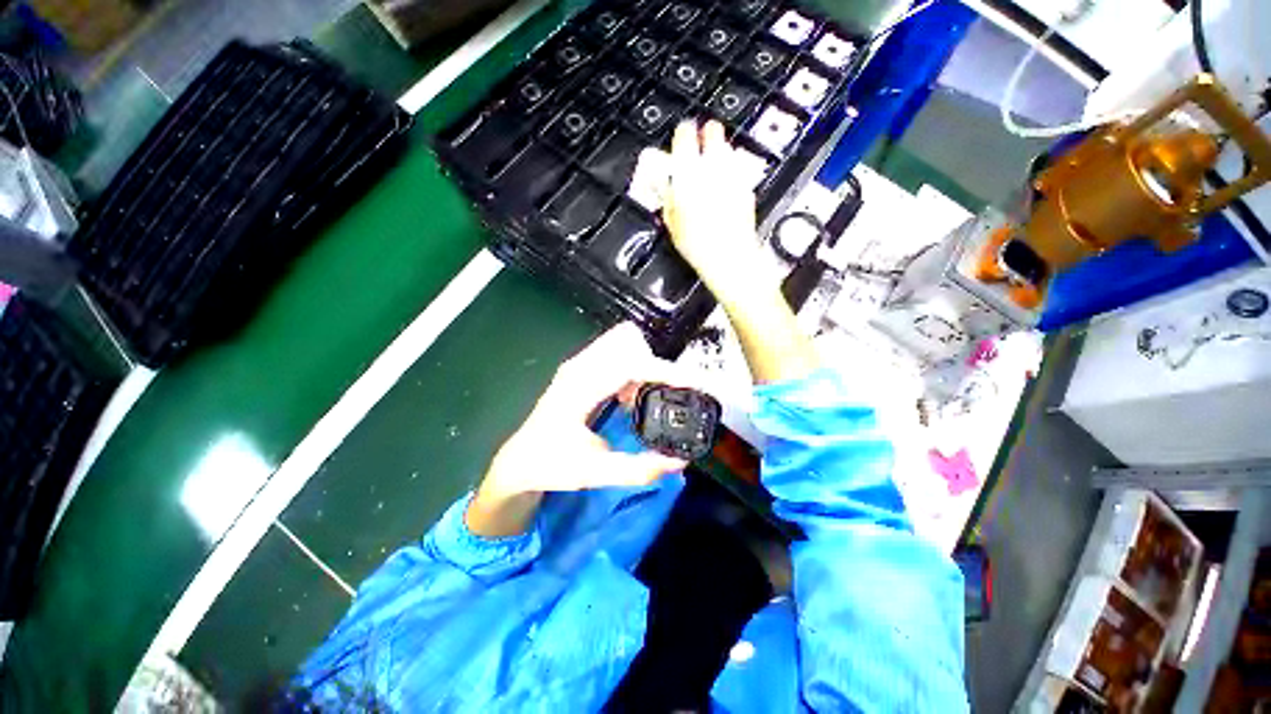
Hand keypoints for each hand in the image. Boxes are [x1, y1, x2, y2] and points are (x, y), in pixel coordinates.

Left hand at [466, 323, 687, 535]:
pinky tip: (630, 399)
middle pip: (629, 343)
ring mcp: (578, 364)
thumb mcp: (595, 473)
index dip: (665, 371)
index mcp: (580, 387)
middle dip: (656, 366)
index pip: (630, 365)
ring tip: (646, 401)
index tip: (694, 383)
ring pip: (623, 345)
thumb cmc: (551, 465)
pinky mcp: (581, 369)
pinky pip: (616, 356)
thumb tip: (679, 462)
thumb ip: (639, 469)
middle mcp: (579, 367)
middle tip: (669, 395)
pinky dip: (632, 371)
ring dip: (643, 367)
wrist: (519, 460)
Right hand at [660, 120, 771, 302]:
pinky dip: (731, 172)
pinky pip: (738, 169)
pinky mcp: (747, 186)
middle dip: (706, 136)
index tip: (681, 139)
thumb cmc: (695, 242)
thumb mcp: (671, 220)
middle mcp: (714, 165)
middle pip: (713, 131)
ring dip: (719, 154)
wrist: (729, 256)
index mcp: (689, 170)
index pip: (685, 133)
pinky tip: (725, 189)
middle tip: (700, 150)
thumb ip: (667, 194)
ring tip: (712, 172)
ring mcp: (734, 173)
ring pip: (727, 149)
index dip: (682, 134)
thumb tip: (663, 180)